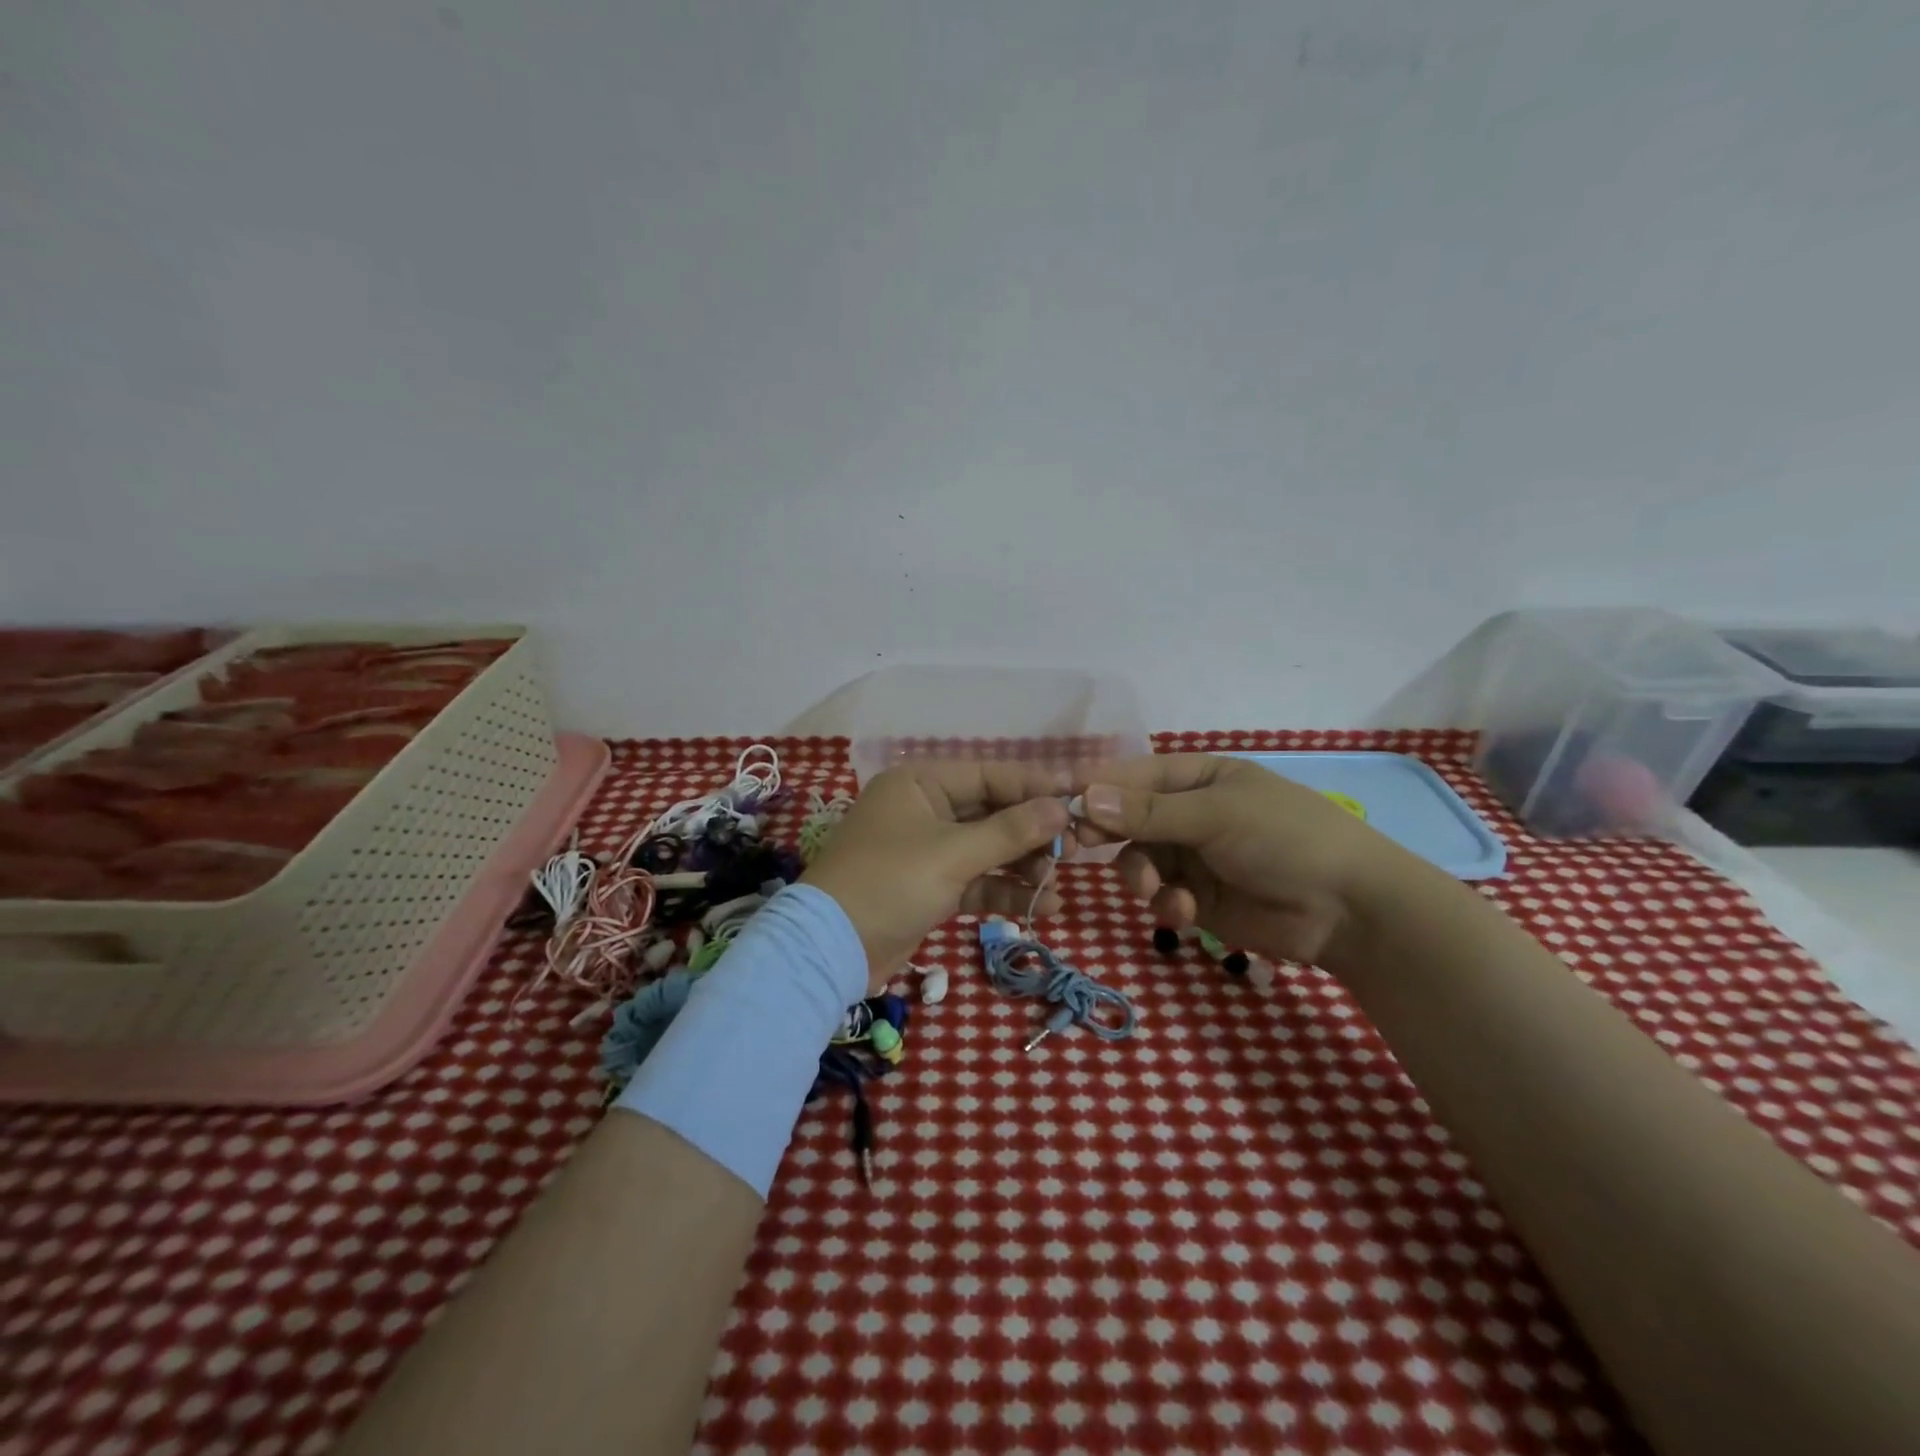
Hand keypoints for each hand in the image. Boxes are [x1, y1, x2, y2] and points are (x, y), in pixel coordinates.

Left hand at [801, 762, 1071, 992]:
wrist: (830, 950)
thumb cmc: (889, 883)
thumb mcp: (952, 853)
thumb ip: (1010, 831)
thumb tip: (1061, 808)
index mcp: (920, 783)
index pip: (989, 775)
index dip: (1034, 786)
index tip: (1079, 796)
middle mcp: (923, 809)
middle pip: (991, 812)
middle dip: (1031, 832)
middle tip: (1074, 847)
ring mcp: (926, 850)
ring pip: (986, 849)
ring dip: (1021, 866)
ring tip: (1057, 881)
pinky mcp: (929, 887)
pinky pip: (975, 881)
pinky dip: (1002, 891)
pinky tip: (1040, 907)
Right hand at [1073, 754, 1418, 966]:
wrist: (1348, 910)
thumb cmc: (1283, 838)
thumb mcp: (1214, 815)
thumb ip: (1147, 811)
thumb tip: (1084, 796)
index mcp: (1197, 778)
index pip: (1132, 775)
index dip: (1096, 788)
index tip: (1058, 804)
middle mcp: (1189, 814)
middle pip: (1127, 819)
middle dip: (1109, 834)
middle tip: (1082, 846)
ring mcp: (1193, 857)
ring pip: (1138, 860)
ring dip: (1138, 875)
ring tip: (1152, 889)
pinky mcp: (1200, 899)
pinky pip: (1162, 895)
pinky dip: (1166, 904)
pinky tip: (1185, 912)